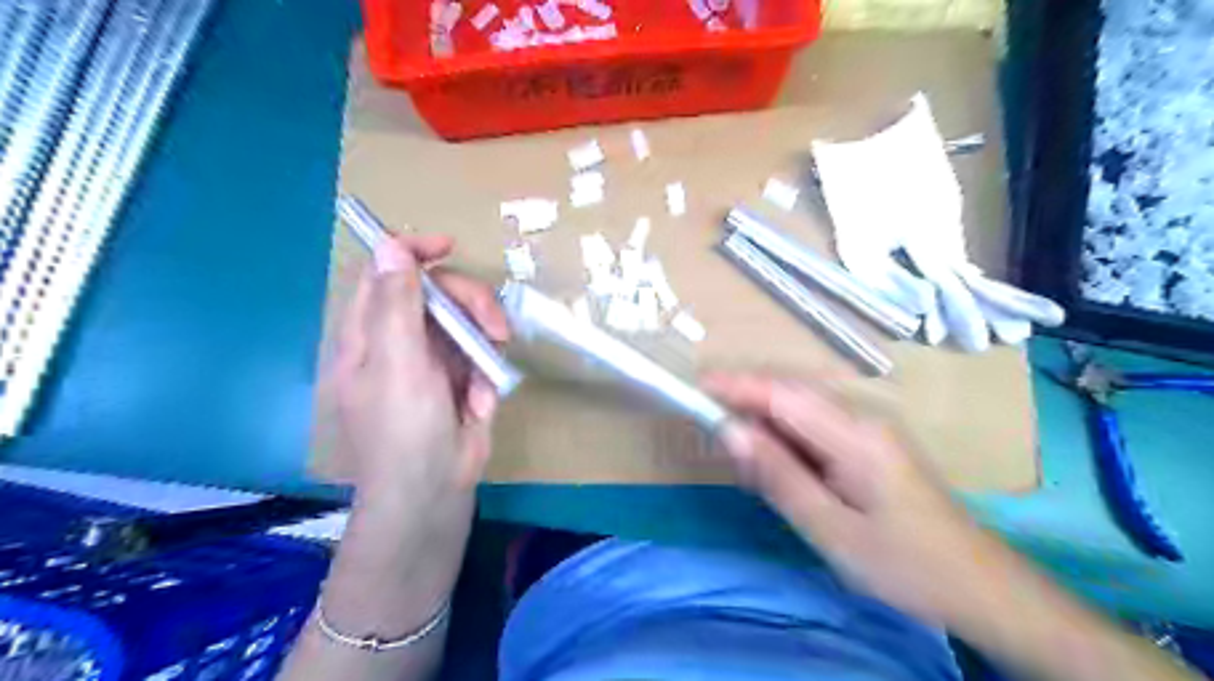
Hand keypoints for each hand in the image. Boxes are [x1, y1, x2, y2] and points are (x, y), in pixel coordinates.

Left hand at [326, 235, 509, 510]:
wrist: (434, 491)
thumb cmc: (404, 429)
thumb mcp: (398, 363)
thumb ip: (397, 304)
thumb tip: (390, 244)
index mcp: (368, 332)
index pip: (384, 273)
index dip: (413, 252)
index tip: (450, 247)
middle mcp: (399, 339)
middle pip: (437, 293)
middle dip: (470, 304)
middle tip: (494, 327)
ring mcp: (432, 359)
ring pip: (465, 321)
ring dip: (484, 341)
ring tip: (487, 377)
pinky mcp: (461, 378)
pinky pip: (481, 353)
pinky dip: (487, 373)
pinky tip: (480, 402)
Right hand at [702, 372, 1006, 628]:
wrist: (982, 588)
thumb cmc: (905, 566)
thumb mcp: (831, 529)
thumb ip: (778, 476)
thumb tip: (731, 431)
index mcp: (856, 435)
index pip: (783, 394)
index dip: (736, 386)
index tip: (695, 388)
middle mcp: (864, 418)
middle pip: (791, 394)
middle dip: (746, 402)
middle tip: (709, 428)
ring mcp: (872, 429)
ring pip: (803, 410)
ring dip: (765, 423)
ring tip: (741, 458)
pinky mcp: (872, 444)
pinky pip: (818, 427)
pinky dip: (787, 438)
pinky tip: (778, 466)